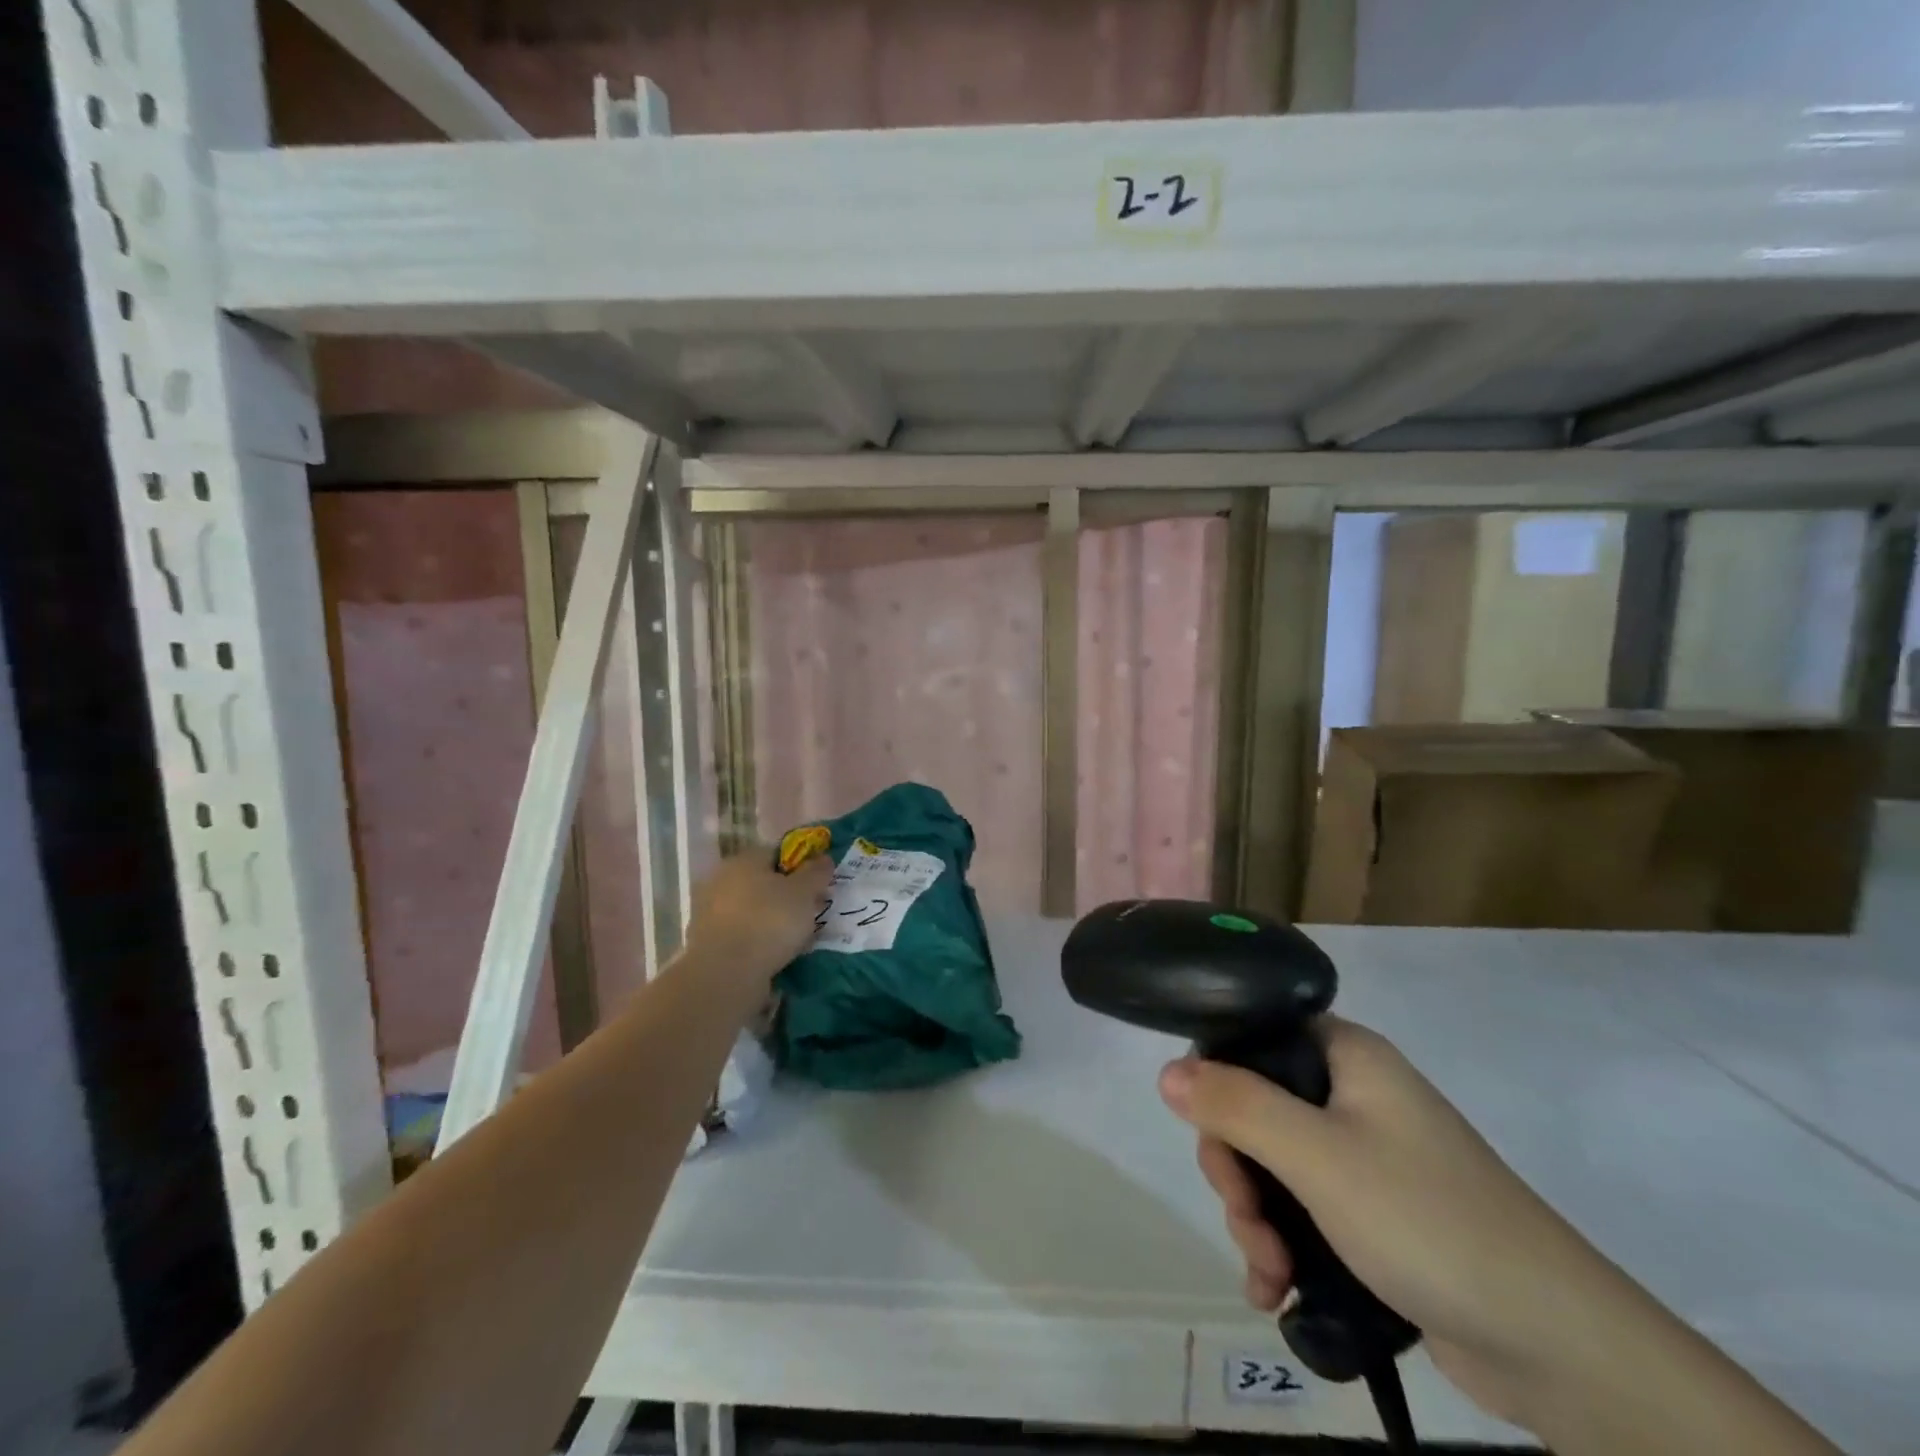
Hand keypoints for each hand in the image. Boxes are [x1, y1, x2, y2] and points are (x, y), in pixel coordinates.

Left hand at [684, 850, 832, 985]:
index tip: (818, 886)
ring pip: (752, 909)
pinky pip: (742, 934)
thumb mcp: (804, 892)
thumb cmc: (769, 921)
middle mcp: (722, 879)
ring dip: (771, 919)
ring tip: (795, 938)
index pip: (777, 852)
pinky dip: (758, 940)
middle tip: (809, 913)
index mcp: (744, 859)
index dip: (802, 866)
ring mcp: (710, 912)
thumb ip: (816, 872)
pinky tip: (774, 955)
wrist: (725, 974)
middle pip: (763, 881)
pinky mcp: (707, 942)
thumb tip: (823, 858)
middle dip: (786, 895)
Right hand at [1158, 1016, 1635, 1428]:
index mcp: (1346, 1056)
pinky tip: (1274, 1291)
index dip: (1218, 1077)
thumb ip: (1235, 1105)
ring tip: (1268, 1272)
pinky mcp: (1377, 1215)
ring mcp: (1366, 1157)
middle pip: (1256, 1108)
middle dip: (1237, 1171)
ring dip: (1255, 1218)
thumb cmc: (1427, 1220)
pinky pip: (1304, 1210)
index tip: (1209, 1132)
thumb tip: (1166, 1071)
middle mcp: (1354, 1095)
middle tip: (1245, 1221)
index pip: (1255, 1036)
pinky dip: (1282, 1245)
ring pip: (1274, 1166)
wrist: (1558, 1348)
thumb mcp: (1317, 1157)